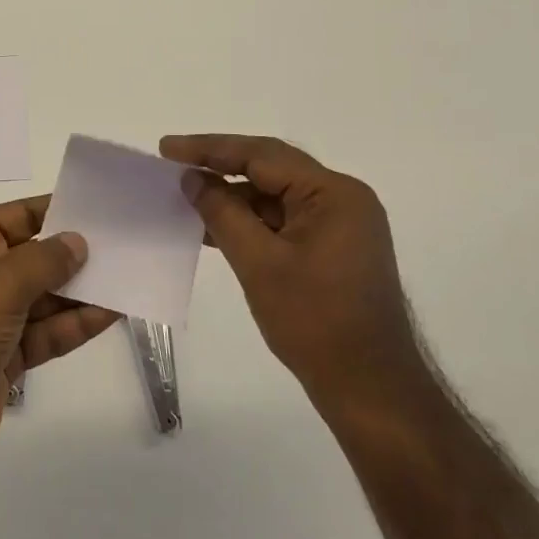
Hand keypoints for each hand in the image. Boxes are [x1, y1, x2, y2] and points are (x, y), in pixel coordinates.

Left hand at [0, 195, 119, 489]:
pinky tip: (110, 315)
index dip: (54, 210)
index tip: (98, 208)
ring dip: (80, 292)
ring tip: (127, 279)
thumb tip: (77, 241)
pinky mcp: (4, 359)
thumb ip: (44, 260)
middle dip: (74, 254)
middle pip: (33, 257)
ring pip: (43, 298)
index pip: (16, 216)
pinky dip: (73, 325)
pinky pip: (44, 333)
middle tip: (124, 246)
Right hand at [160, 134, 415, 397]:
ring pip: (275, 196)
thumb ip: (222, 212)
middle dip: (220, 167)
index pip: (262, 155)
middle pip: (270, 169)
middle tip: (173, 163)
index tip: (167, 148)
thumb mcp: (258, 263)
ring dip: (233, 198)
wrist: (370, 390)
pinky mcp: (334, 248)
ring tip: (186, 197)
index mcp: (333, 193)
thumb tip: (193, 178)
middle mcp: (342, 199)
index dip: (209, 148)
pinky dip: (251, 222)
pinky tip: (214, 228)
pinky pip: (284, 220)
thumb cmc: (315, 322)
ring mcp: (341, 224)